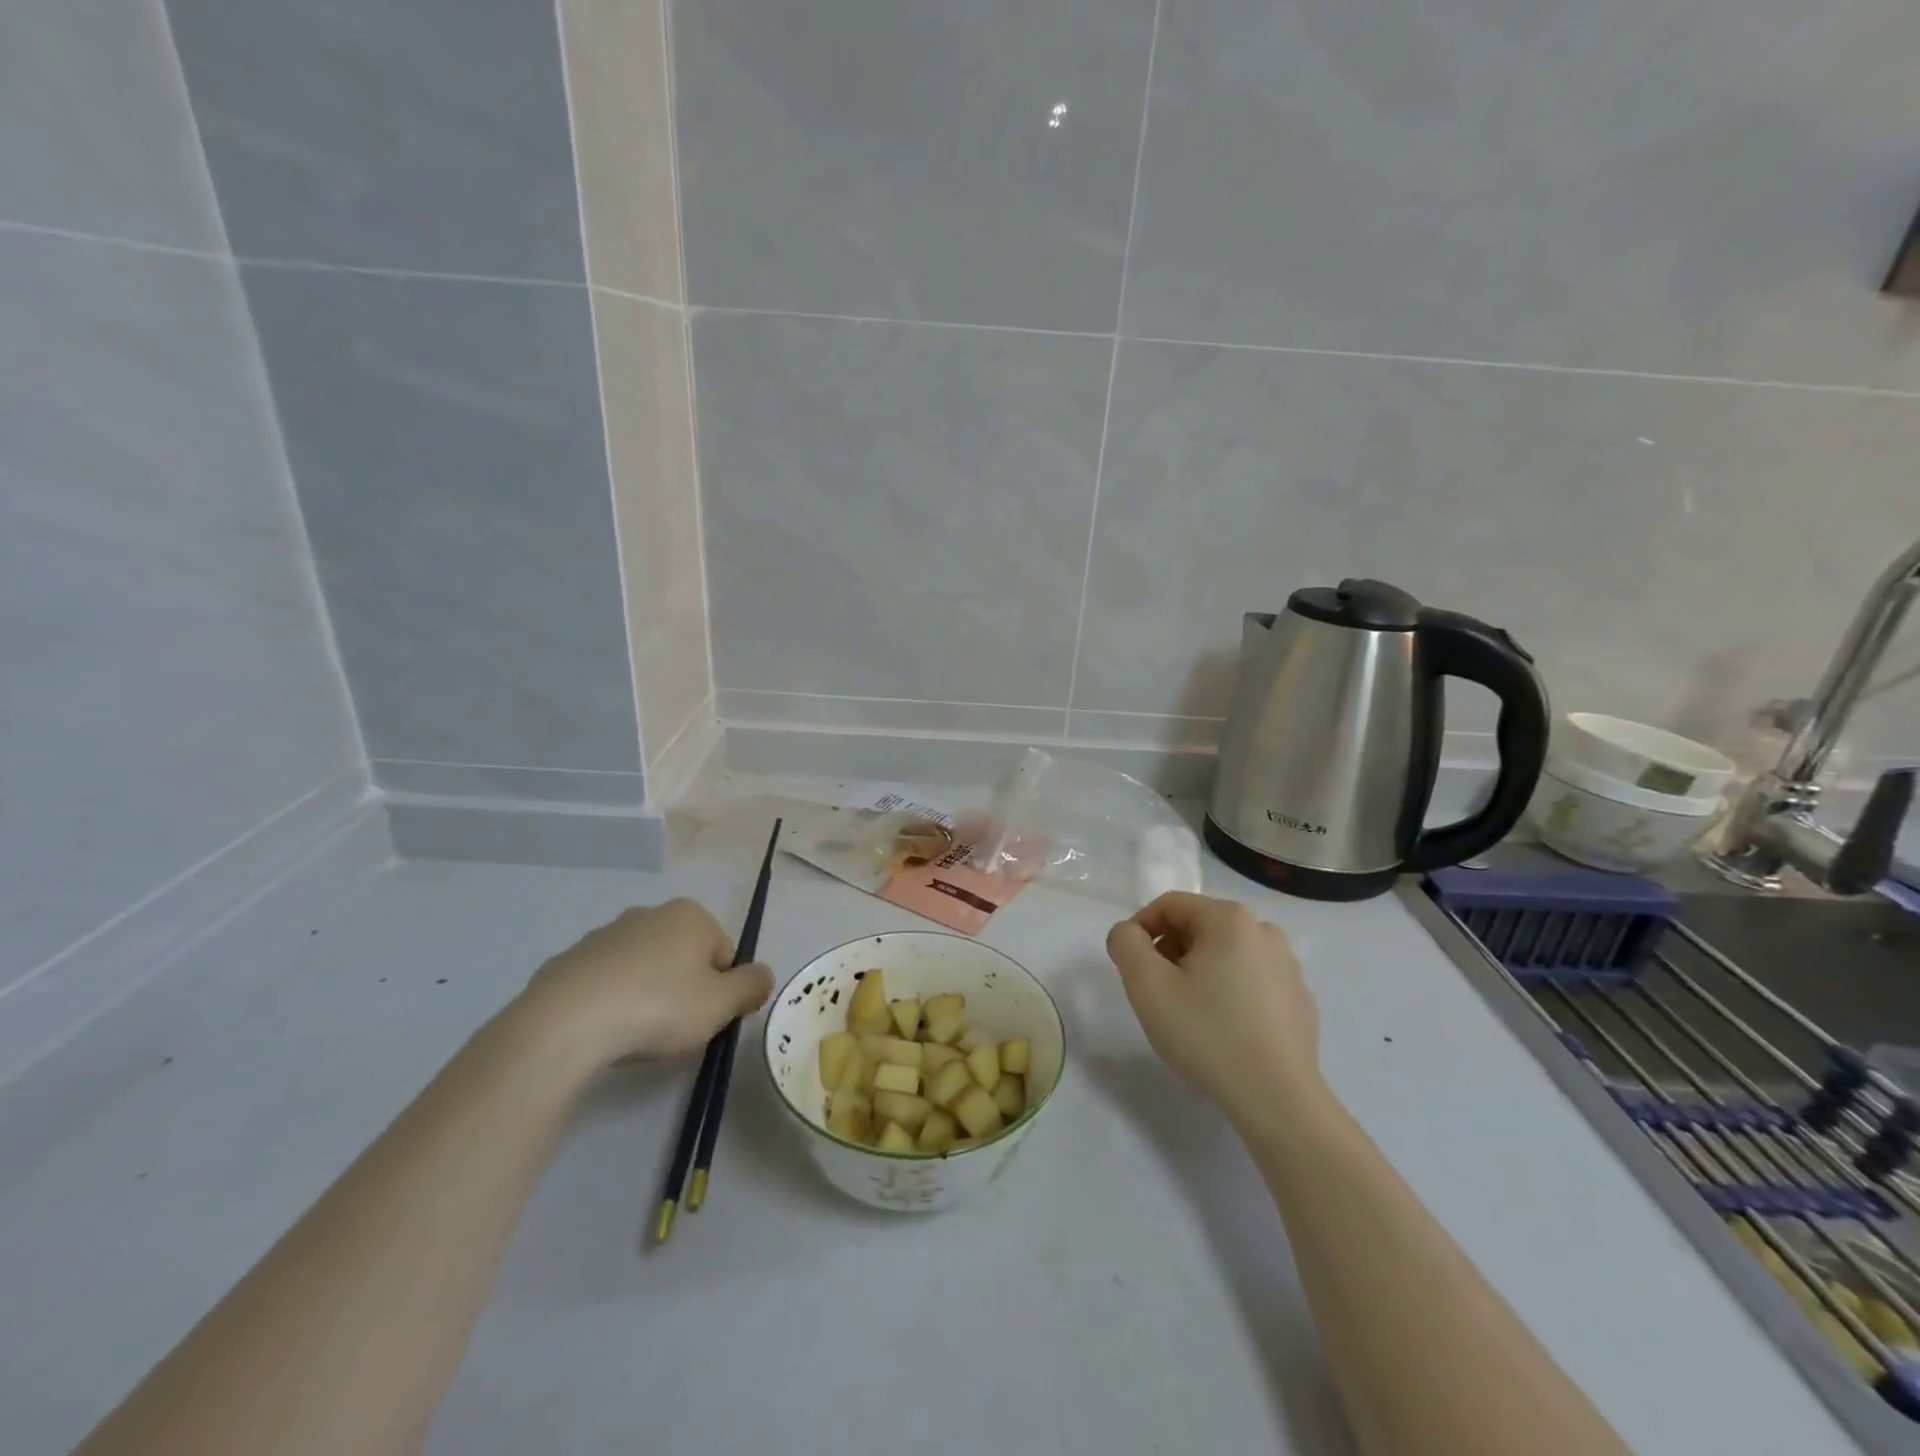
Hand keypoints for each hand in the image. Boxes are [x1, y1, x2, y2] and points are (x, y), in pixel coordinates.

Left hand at [517, 899, 773, 1067]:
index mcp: (691, 916)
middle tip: (674, 1029)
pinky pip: (604, 984)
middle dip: (684, 990)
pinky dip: (609, 1003)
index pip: (724, 954)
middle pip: (683, 958)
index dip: (721, 991)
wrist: (565, 1023)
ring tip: (635, 1035)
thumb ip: (752, 986)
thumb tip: (762, 975)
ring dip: (646, 995)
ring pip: (643, 969)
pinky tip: (602, 1032)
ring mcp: (604, 935)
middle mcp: (649, 914)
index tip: (706, 1020)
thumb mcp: (721, 1004)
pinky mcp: (568, 961)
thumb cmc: (658, 1007)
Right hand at [1105, 892, 1323, 1126]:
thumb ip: (1125, 944)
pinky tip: (1223, 1029)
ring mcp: (1288, 966)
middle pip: (1198, 926)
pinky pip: (1251, 980)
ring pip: (1225, 953)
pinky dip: (1229, 992)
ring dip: (1198, 972)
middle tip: (1157, 993)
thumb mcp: (1147, 986)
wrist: (1278, 1100)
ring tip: (1189, 1013)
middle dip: (1170, 952)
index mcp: (1229, 919)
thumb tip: (1129, 933)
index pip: (1169, 905)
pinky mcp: (1300, 999)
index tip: (1130, 967)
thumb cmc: (1207, 1034)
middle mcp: (1264, 931)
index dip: (1140, 930)